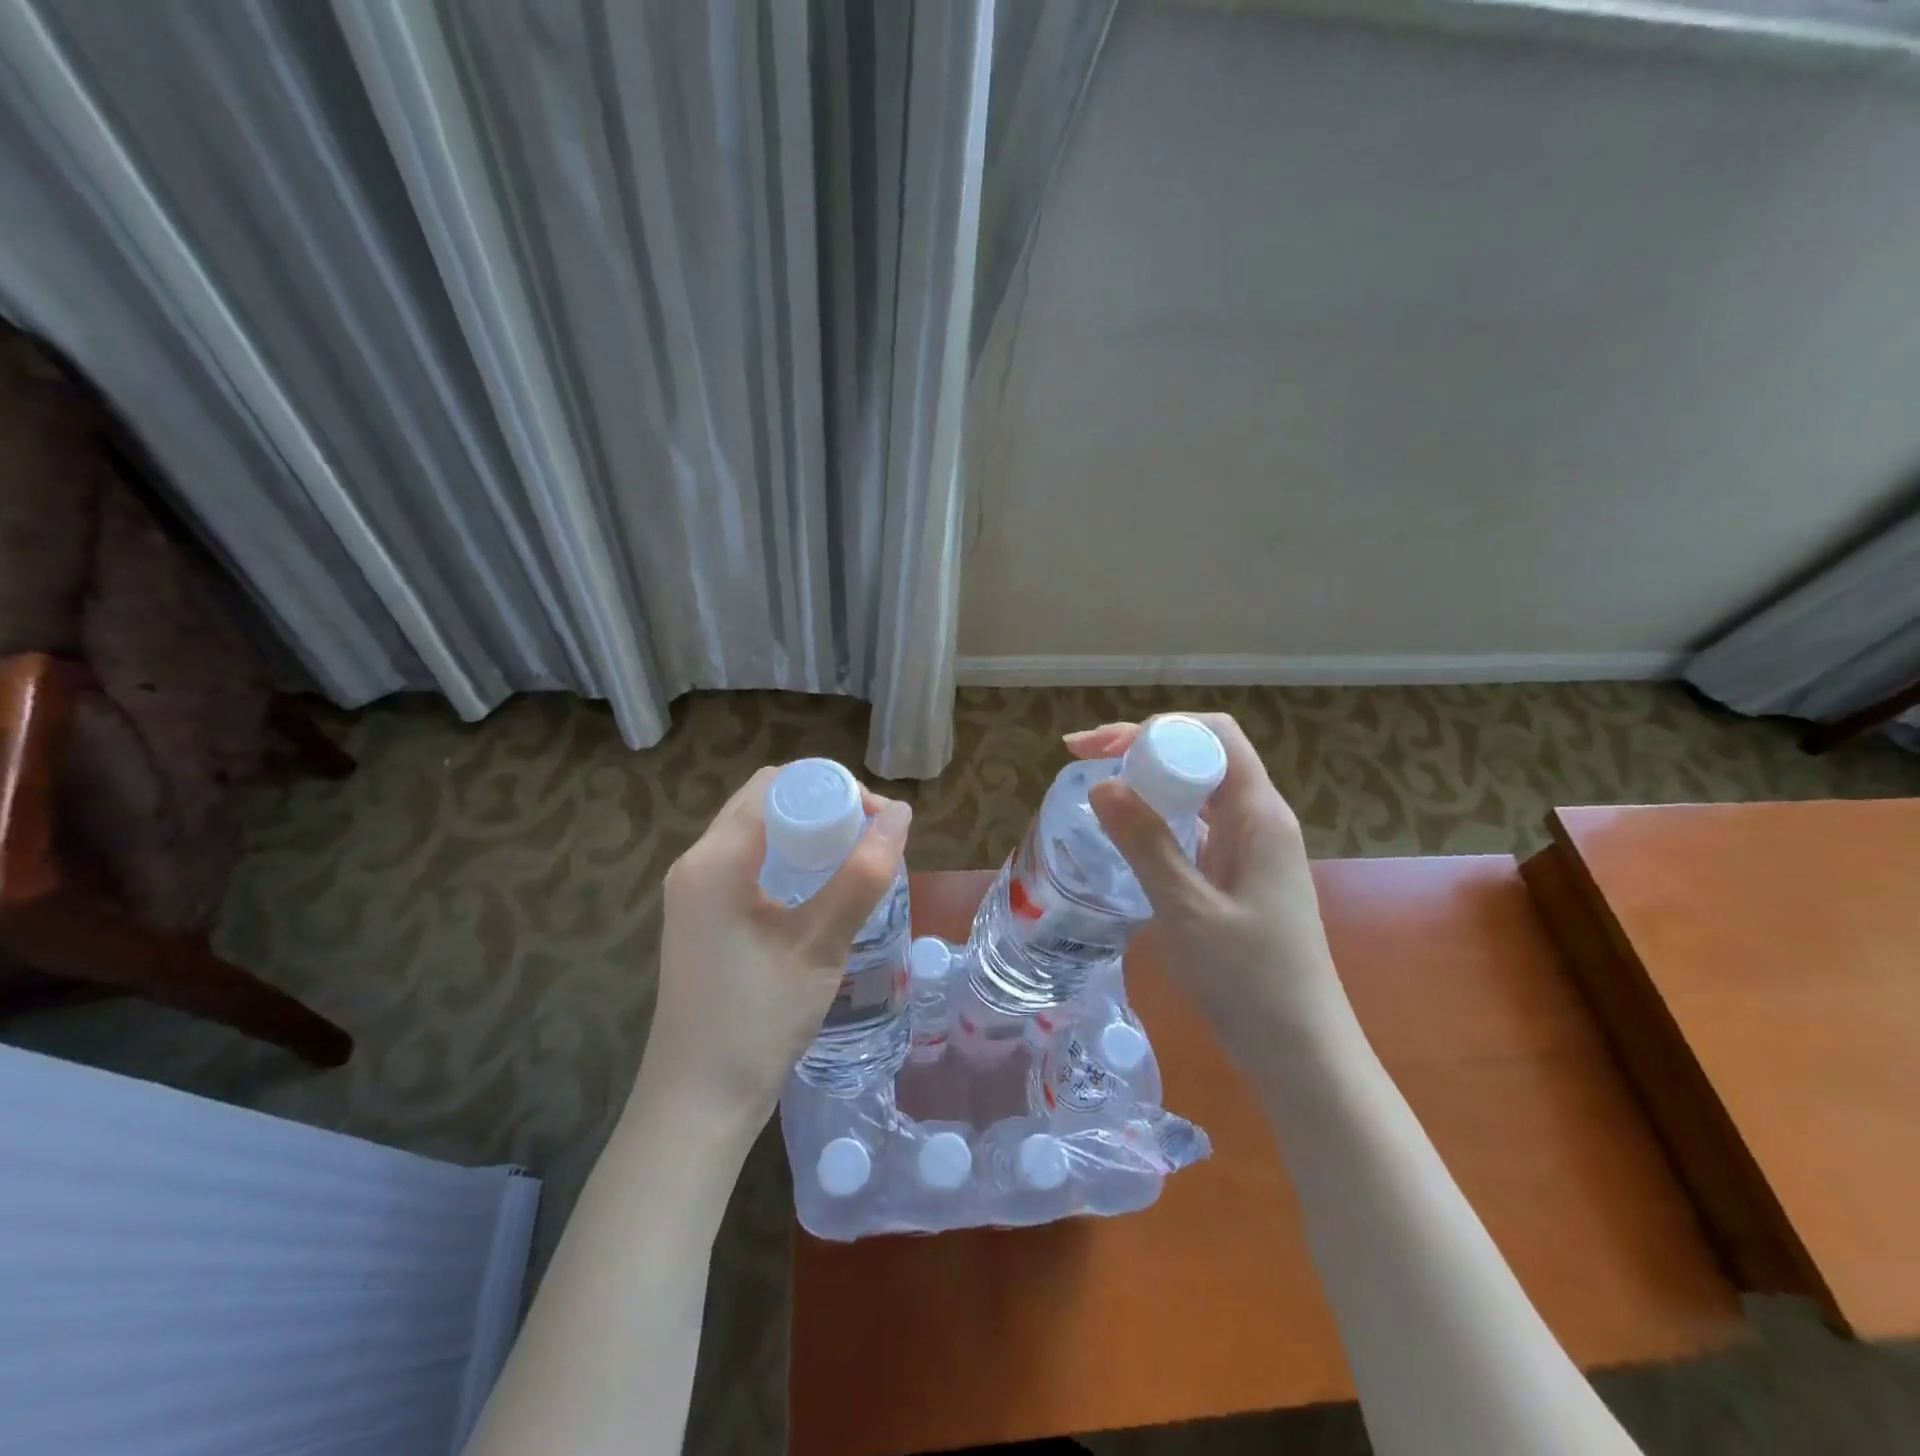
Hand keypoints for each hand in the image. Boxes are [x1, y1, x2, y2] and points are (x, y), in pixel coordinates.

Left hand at [636, 766, 912, 1134]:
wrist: (697, 1104)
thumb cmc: (758, 1020)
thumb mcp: (820, 944)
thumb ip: (862, 875)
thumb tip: (901, 814)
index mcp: (715, 859)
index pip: (776, 785)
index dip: (831, 787)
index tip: (877, 817)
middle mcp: (696, 863)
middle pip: (763, 802)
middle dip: (821, 806)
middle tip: (871, 836)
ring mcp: (694, 892)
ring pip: (756, 832)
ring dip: (805, 832)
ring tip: (853, 857)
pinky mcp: (701, 917)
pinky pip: (747, 863)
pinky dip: (786, 858)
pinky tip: (820, 886)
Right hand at [1070, 714, 1350, 1061]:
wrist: (1302, 1054)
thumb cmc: (1250, 982)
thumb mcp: (1187, 910)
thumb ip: (1146, 843)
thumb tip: (1102, 785)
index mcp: (1259, 815)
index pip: (1213, 735)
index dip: (1155, 728)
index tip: (1099, 750)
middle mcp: (1259, 820)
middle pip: (1203, 754)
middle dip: (1143, 747)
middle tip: (1082, 760)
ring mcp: (1251, 848)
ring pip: (1198, 790)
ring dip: (1148, 779)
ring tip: (1096, 787)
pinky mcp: (1239, 875)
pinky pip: (1197, 826)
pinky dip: (1159, 816)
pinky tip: (1127, 831)